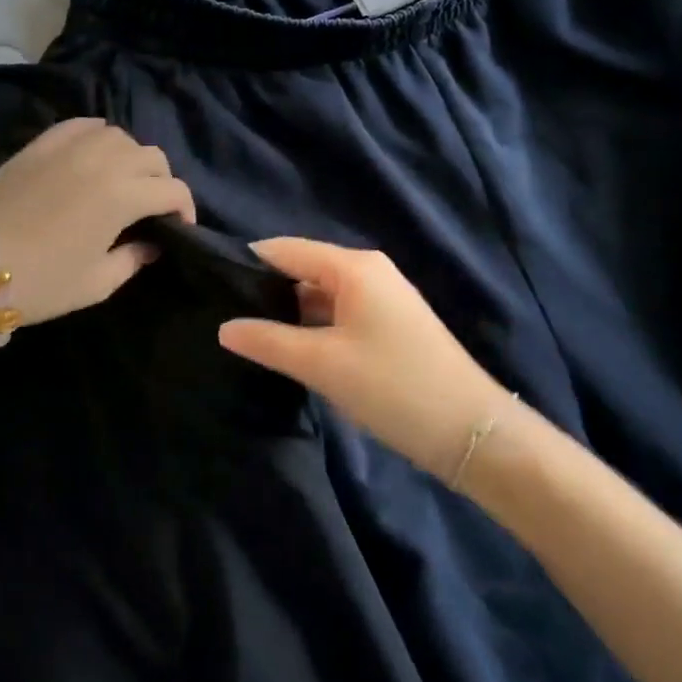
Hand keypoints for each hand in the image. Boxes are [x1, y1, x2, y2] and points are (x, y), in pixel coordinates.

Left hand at [0, 118, 195, 326]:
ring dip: (131, 156)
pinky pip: (81, 125)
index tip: (180, 227)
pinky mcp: (40, 144)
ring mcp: (69, 147)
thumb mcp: (96, 283)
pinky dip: (97, 135)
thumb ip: (133, 259)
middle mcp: (102, 161)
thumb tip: (152, 244)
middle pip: (150, 156)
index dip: (185, 208)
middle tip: (152, 206)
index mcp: (122, 196)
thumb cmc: (40, 282)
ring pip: (118, 135)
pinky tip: (93, 152)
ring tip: (122, 179)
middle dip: (161, 180)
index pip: (172, 190)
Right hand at [218, 238, 515, 478]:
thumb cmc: (393, 386)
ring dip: (290, 314)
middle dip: (266, 292)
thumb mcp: (322, 364)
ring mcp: (383, 299)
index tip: (210, 287)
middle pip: (303, 269)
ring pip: (321, 295)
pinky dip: (314, 328)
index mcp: (353, 267)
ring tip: (248, 337)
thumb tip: (224, 327)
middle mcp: (368, 271)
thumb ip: (268, 341)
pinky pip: (339, 315)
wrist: (472, 432)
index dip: (247, 264)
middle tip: (224, 318)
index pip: (285, 249)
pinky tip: (291, 351)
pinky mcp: (390, 326)